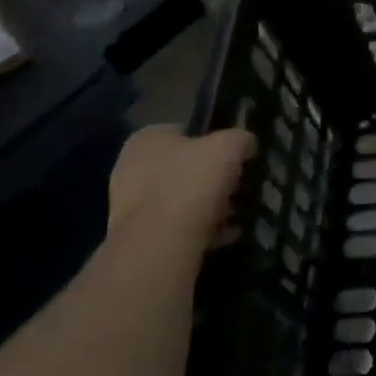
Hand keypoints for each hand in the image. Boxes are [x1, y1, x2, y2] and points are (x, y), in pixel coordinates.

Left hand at [107, 125, 254, 255]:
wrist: (159, 243)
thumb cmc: (192, 181)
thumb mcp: (230, 146)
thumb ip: (241, 139)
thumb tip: (246, 145)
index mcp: (147, 139)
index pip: (185, 132)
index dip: (214, 142)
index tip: (235, 159)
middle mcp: (131, 168)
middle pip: (183, 168)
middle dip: (211, 179)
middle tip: (236, 189)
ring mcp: (129, 206)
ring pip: (180, 199)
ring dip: (208, 207)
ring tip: (233, 216)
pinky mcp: (137, 237)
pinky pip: (176, 227)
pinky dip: (199, 230)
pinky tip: (222, 236)